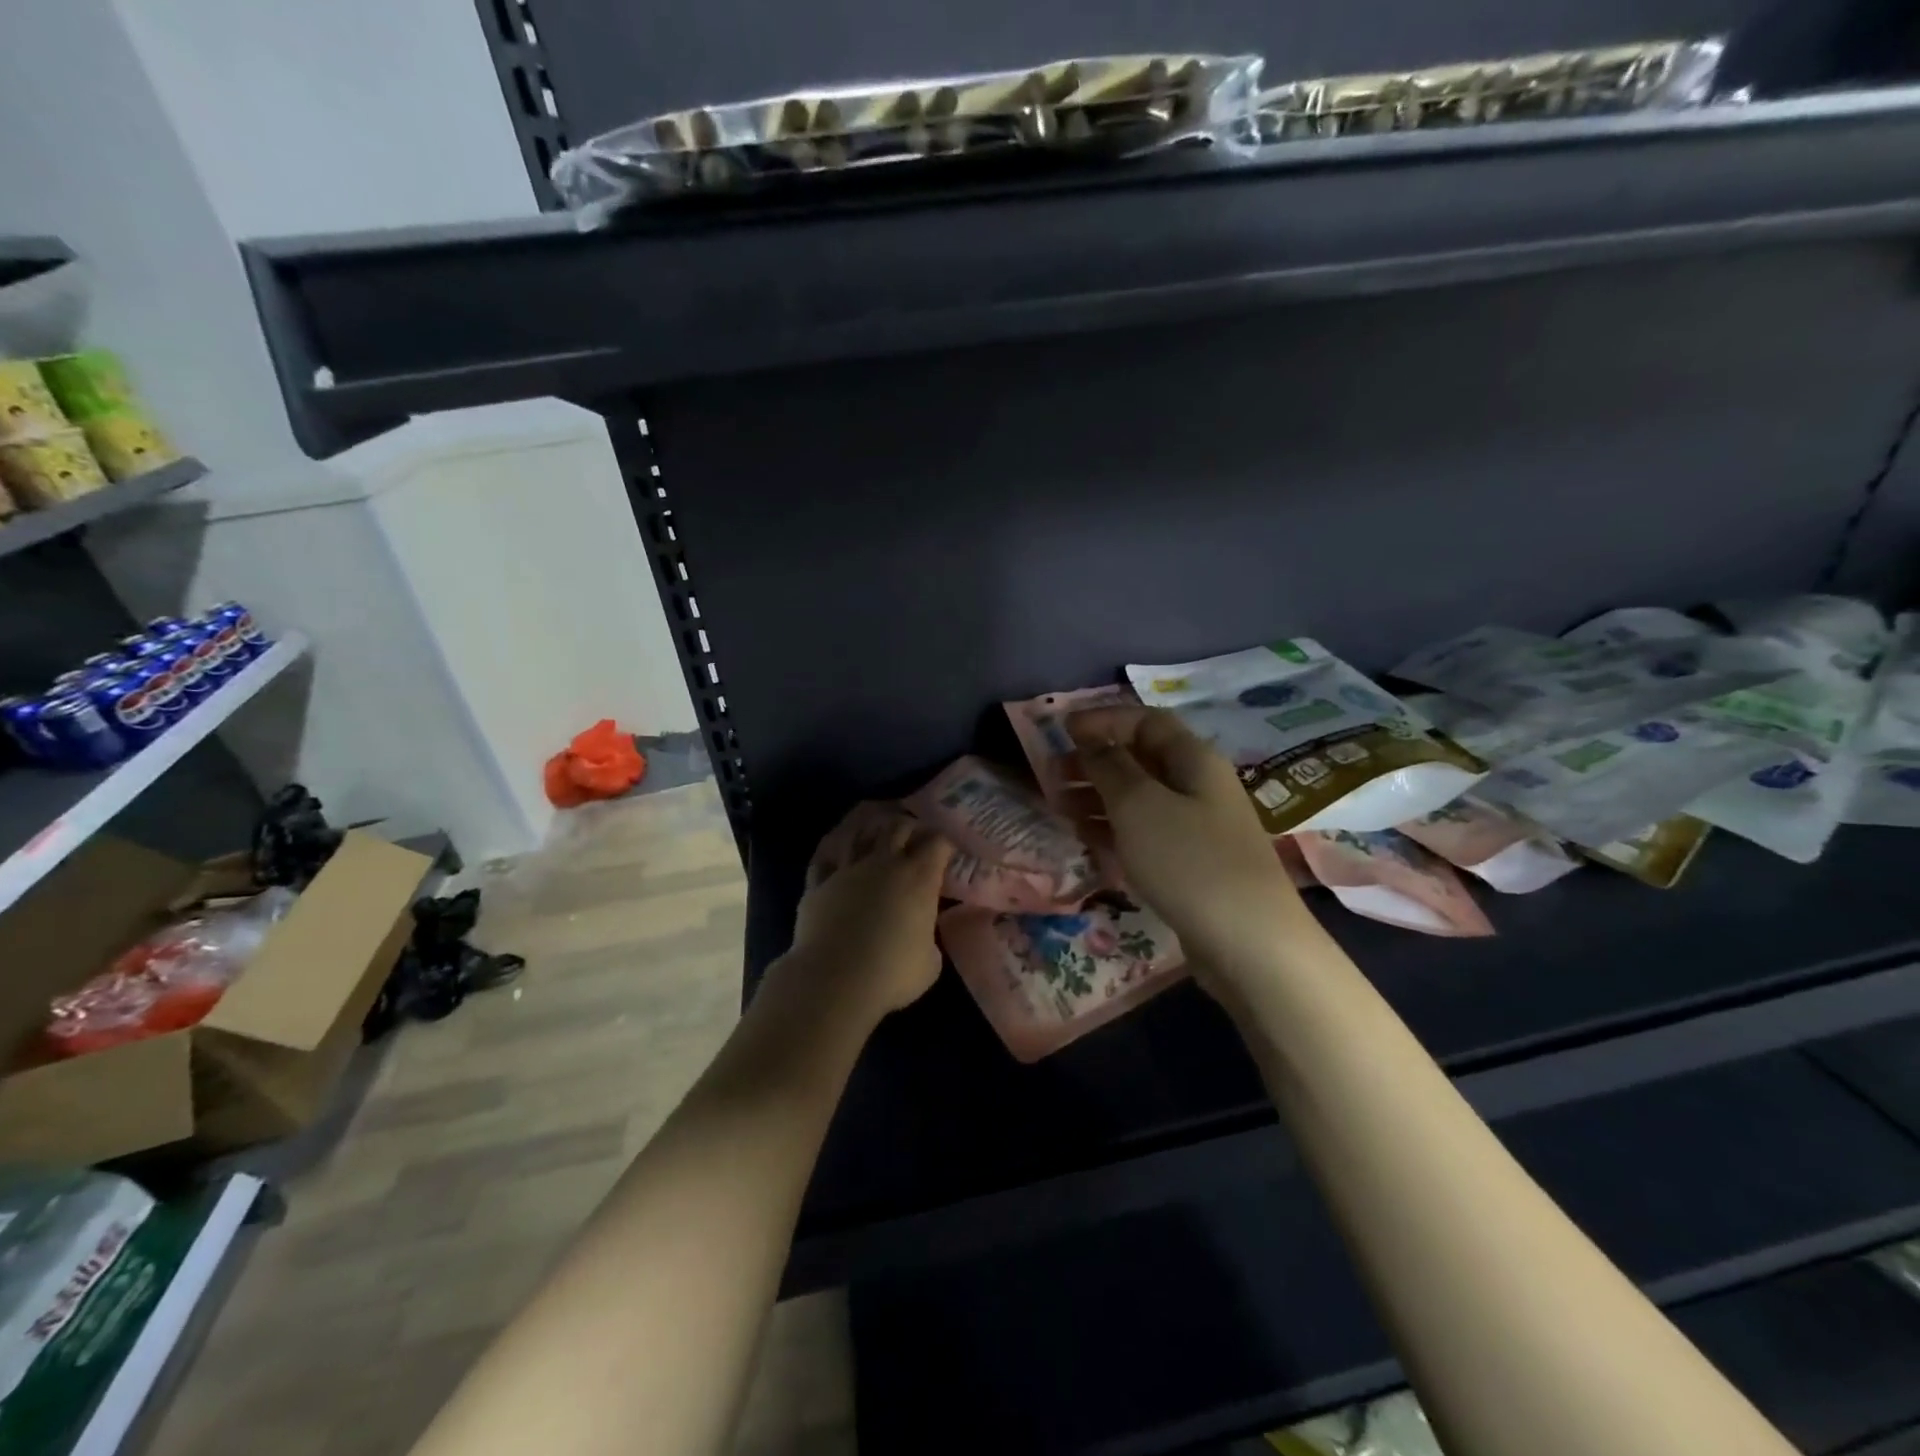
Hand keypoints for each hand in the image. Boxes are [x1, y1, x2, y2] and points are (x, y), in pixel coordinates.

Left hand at [784, 806, 952, 1018]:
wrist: (834, 981)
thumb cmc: (892, 973)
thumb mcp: (931, 961)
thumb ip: (929, 936)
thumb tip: (922, 930)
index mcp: (919, 877)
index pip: (938, 842)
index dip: (945, 841)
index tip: (948, 849)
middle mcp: (884, 863)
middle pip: (899, 826)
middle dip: (910, 827)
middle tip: (914, 836)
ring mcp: (847, 869)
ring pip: (861, 832)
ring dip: (872, 829)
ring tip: (876, 832)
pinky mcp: (818, 883)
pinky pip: (825, 856)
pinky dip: (835, 849)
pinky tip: (838, 849)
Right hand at [1069, 707, 1310, 980]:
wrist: (1249, 943)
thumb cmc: (1189, 860)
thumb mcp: (1139, 805)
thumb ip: (1110, 767)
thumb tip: (1091, 740)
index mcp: (1193, 760)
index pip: (1145, 722)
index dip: (1103, 720)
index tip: (1062, 730)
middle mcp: (1198, 787)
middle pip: (1140, 760)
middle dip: (1094, 762)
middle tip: (1051, 775)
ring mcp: (1196, 828)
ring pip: (1139, 800)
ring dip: (1097, 797)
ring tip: (1059, 808)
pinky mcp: (1190, 865)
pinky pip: (1145, 834)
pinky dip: (1113, 831)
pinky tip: (1085, 839)